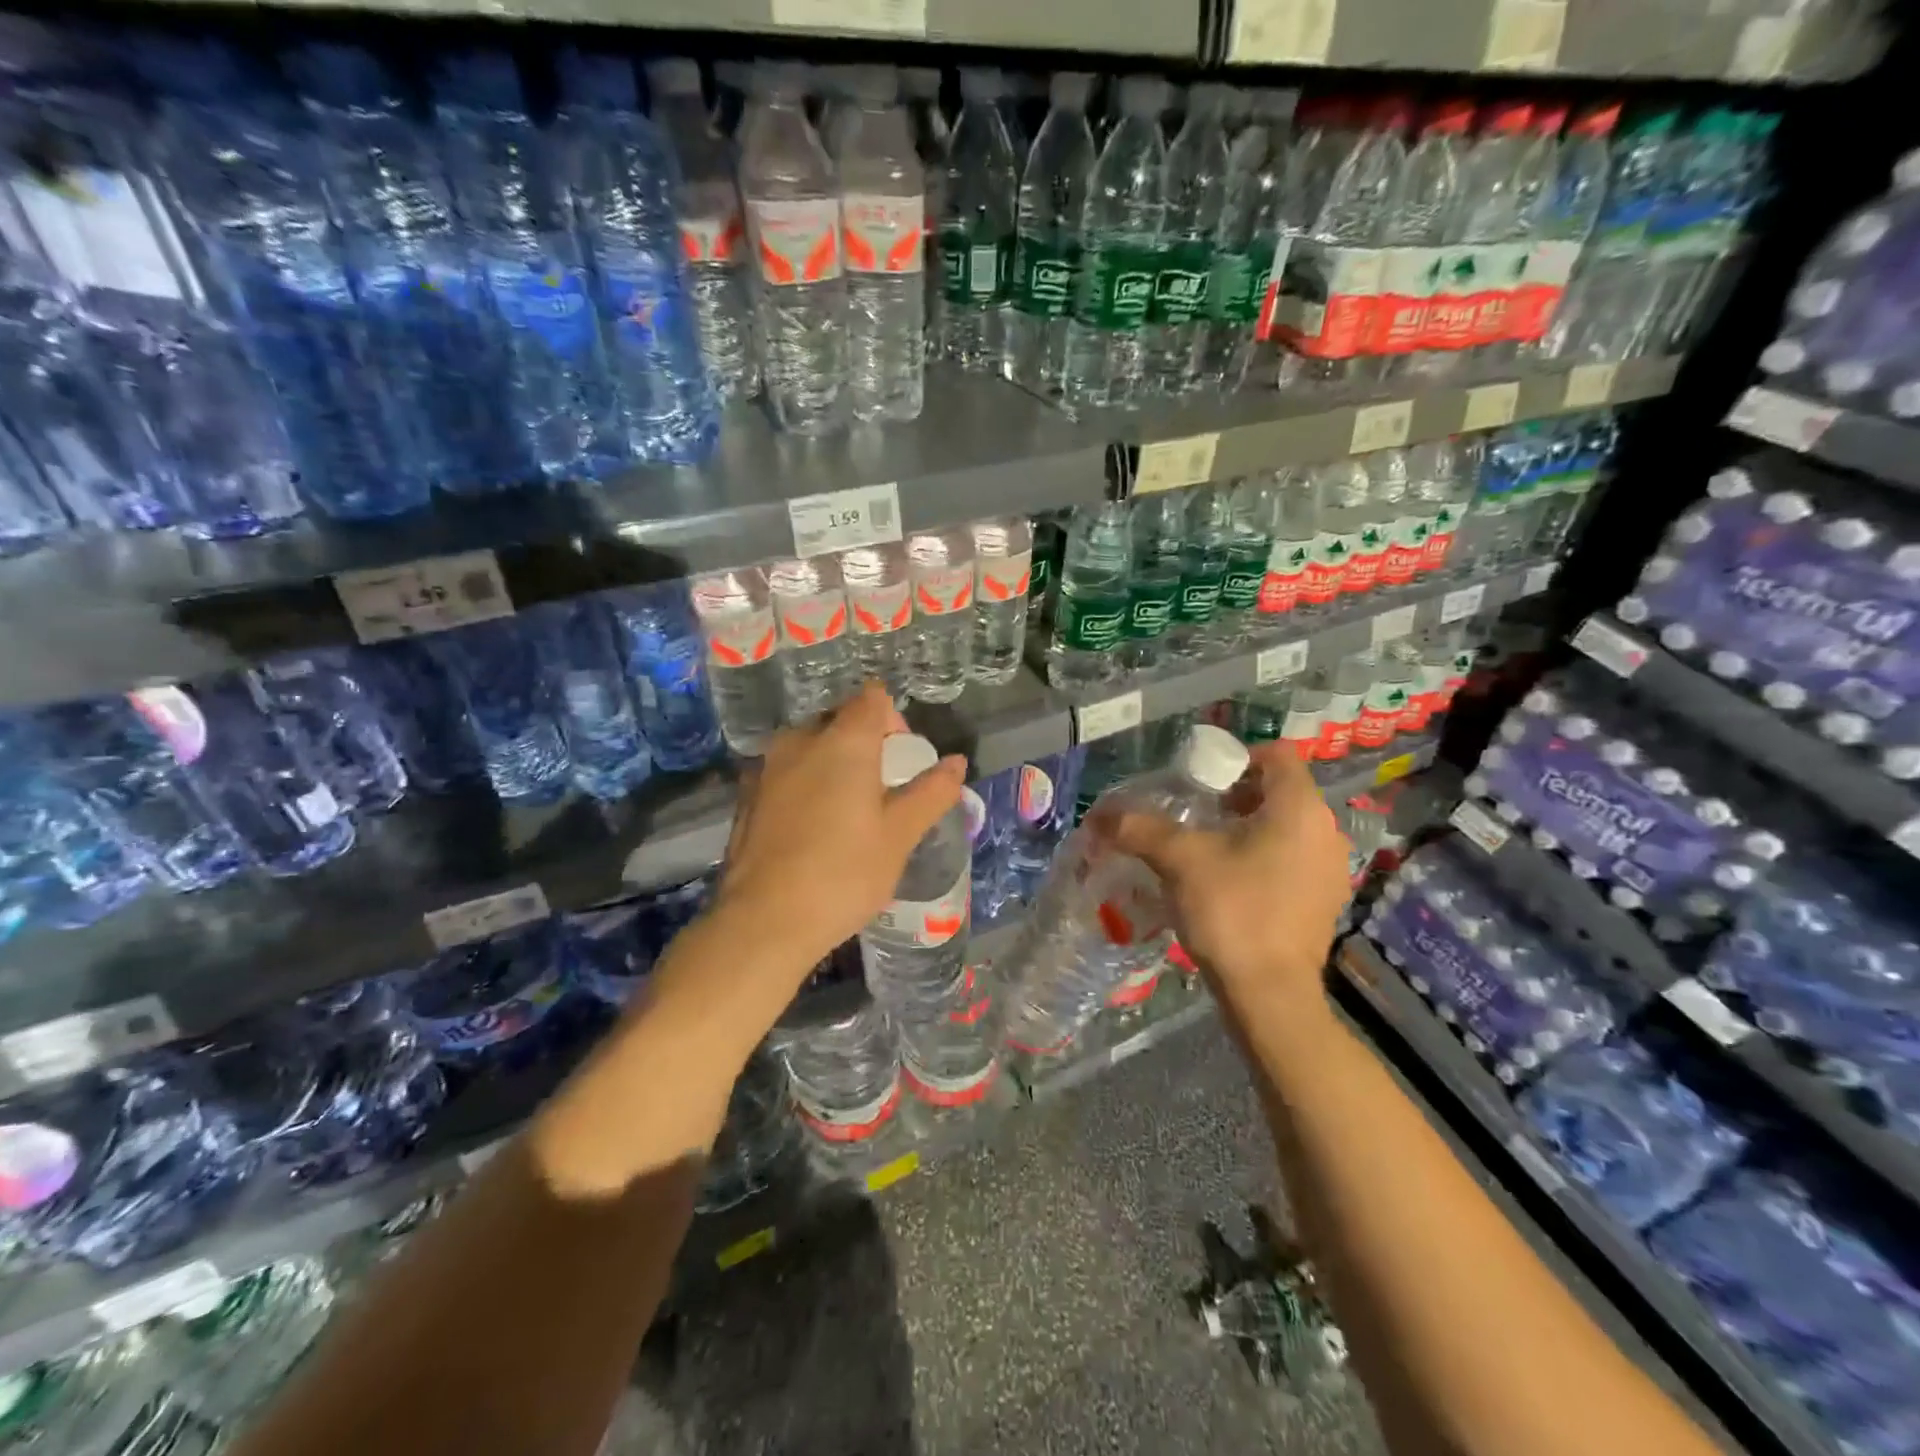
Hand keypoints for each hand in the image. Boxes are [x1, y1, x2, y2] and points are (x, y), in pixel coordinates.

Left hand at [710, 681, 966, 974]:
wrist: (763, 921)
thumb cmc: (844, 873)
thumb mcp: (900, 835)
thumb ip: (931, 792)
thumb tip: (957, 763)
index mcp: (843, 741)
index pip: (873, 699)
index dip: (894, 722)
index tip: (902, 764)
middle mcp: (800, 740)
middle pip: (840, 720)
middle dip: (865, 745)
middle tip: (881, 794)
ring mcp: (766, 767)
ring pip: (810, 747)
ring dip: (833, 766)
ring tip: (847, 816)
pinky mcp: (746, 796)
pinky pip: (787, 773)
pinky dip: (806, 786)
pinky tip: (812, 833)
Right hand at [1100, 742, 1350, 1006]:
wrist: (1270, 994)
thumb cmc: (1232, 911)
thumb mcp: (1179, 861)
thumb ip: (1138, 829)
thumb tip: (1098, 815)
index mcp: (1300, 809)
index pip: (1278, 755)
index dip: (1237, 758)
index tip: (1201, 780)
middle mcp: (1326, 831)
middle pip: (1281, 791)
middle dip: (1237, 795)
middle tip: (1197, 812)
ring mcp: (1330, 869)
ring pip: (1288, 827)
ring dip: (1250, 827)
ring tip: (1208, 847)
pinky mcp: (1324, 900)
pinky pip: (1294, 858)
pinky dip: (1264, 857)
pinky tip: (1230, 881)